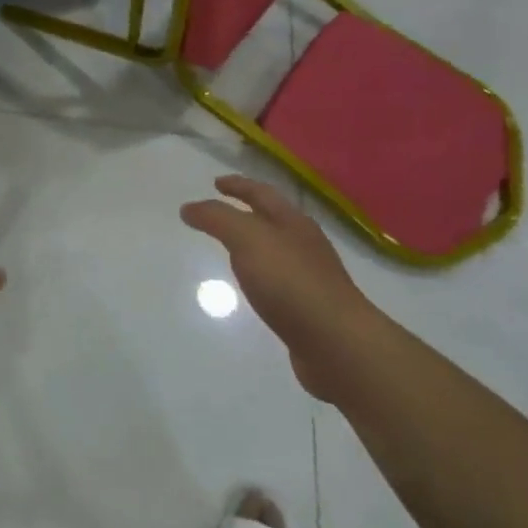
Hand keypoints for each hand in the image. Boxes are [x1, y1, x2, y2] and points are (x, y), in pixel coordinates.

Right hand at [182, 175, 385, 404]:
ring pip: (276, 250)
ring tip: (231, 249)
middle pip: (273, 219)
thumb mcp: (247, 239)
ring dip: (254, 245)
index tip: (216, 183)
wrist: (338, 344)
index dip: (238, 185)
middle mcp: (305, 244)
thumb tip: (189, 208)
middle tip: (220, 212)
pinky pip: (279, 281)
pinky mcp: (310, 308)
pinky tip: (252, 288)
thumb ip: (217, 219)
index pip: (261, 193)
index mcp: (293, 222)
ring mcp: (311, 277)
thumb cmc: (291, 282)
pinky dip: (261, 276)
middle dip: (248, 212)